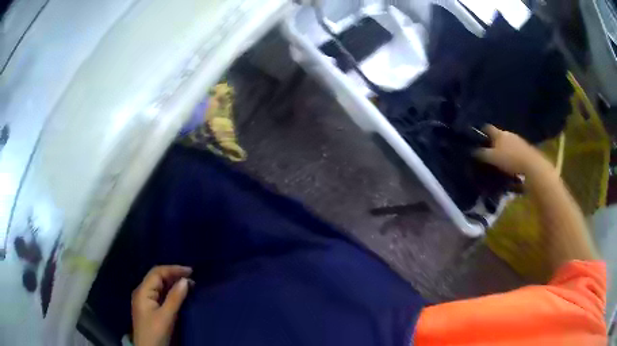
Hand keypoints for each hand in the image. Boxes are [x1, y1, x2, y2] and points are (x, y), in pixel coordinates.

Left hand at [132, 265, 192, 345]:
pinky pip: (160, 294)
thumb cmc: (155, 332)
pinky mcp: (150, 308)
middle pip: (157, 277)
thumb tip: (185, 280)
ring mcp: (145, 300)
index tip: (191, 271)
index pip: (157, 272)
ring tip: (189, 285)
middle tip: (192, 278)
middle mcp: (142, 292)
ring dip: (173, 283)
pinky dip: (171, 292)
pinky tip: (180, 295)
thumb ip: (175, 298)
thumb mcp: (166, 316)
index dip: (173, 269)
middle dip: (174, 275)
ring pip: (159, 286)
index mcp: (143, 291)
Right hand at [474, 125, 548, 175]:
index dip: (481, 131)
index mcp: (499, 134)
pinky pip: (514, 150)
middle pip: (498, 136)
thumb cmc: (510, 159)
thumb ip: (482, 154)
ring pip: (507, 143)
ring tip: (498, 159)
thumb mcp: (492, 158)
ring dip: (502, 149)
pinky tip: (509, 163)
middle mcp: (508, 134)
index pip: (487, 128)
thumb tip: (471, 151)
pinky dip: (510, 155)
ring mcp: (518, 141)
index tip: (476, 137)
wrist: (531, 165)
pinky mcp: (524, 149)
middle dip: (492, 142)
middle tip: (487, 151)